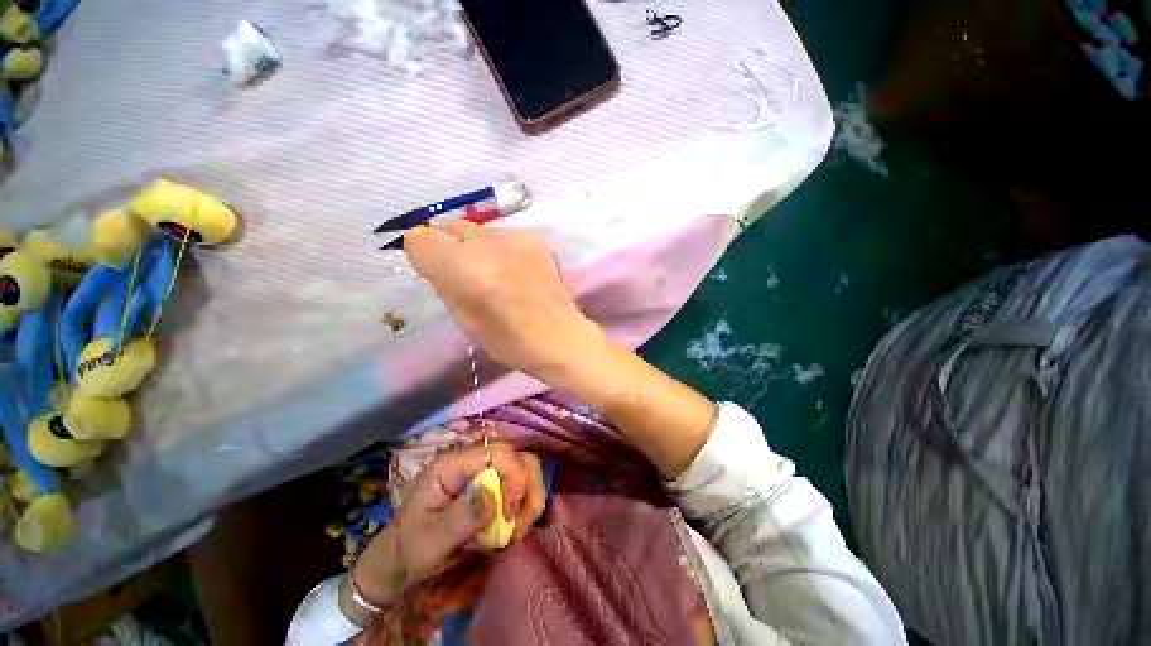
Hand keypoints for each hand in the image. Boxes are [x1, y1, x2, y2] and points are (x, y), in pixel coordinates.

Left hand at [348, 444, 544, 613]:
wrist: (403, 560)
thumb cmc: (411, 549)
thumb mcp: (431, 541)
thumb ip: (461, 517)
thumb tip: (493, 493)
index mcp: (453, 463)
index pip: (500, 453)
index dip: (514, 479)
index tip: (508, 517)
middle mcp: (474, 458)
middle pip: (520, 458)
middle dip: (527, 491)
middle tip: (517, 527)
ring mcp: (485, 469)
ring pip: (527, 469)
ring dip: (529, 500)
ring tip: (515, 531)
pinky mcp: (493, 483)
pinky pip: (522, 485)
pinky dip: (525, 506)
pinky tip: (512, 528)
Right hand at [404, 222, 606, 379]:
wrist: (562, 337)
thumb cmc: (511, 342)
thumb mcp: (464, 321)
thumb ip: (443, 284)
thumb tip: (434, 261)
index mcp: (467, 270)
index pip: (421, 238)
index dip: (423, 255)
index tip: (434, 271)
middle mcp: (490, 245)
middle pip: (449, 227)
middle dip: (446, 246)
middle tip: (461, 272)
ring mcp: (517, 238)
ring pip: (476, 230)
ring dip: (473, 247)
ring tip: (492, 273)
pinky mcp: (536, 239)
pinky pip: (501, 235)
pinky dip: (497, 248)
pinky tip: (513, 270)